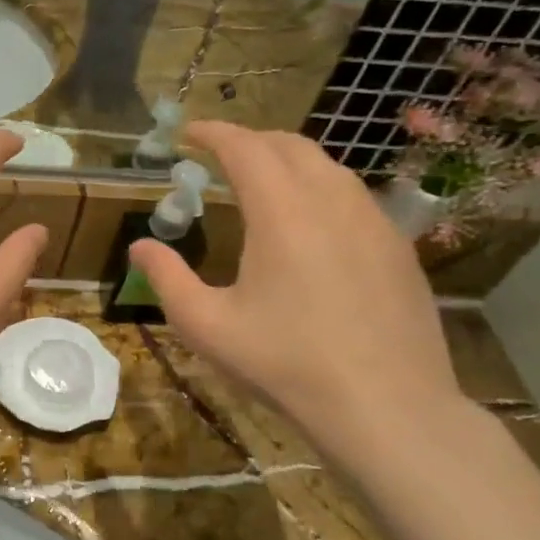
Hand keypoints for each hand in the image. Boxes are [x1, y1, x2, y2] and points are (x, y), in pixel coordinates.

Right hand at [127, 122, 460, 447]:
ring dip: (287, 161)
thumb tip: (141, 245)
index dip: (213, 133)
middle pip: (290, 145)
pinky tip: (309, 225)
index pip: (245, 147)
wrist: (386, 407)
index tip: (188, 132)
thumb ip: (166, 277)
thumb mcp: (206, 325)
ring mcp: (374, 222)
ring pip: (327, 167)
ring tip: (260, 184)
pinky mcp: (398, 248)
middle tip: (219, 156)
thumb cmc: (285, 363)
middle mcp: (332, 201)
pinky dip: (320, 189)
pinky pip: (353, 197)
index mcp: (282, 212)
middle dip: (250, 140)